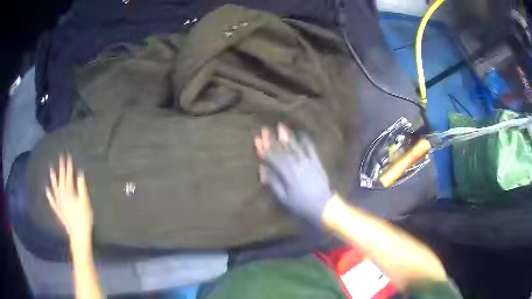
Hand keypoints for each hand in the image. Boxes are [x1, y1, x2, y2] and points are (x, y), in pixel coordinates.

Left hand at [46, 154, 92, 244]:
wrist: (78, 235)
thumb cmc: (84, 219)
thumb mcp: (85, 202)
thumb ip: (81, 187)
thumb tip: (79, 173)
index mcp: (69, 192)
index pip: (68, 176)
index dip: (69, 166)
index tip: (68, 157)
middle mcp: (61, 195)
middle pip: (61, 179)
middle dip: (61, 168)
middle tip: (61, 158)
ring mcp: (58, 203)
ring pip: (54, 188)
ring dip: (53, 179)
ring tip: (51, 169)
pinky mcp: (58, 210)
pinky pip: (52, 201)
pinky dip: (49, 195)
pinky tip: (47, 190)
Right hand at [255, 123, 331, 224]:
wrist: (323, 206)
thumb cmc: (301, 205)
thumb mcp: (283, 199)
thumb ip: (272, 184)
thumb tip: (262, 170)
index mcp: (286, 174)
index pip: (272, 157)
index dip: (264, 148)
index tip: (257, 140)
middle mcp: (296, 164)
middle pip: (282, 149)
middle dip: (272, 139)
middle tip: (265, 128)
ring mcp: (307, 161)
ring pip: (295, 146)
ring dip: (287, 136)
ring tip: (280, 126)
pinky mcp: (316, 162)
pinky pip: (310, 148)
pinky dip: (305, 140)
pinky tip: (300, 134)